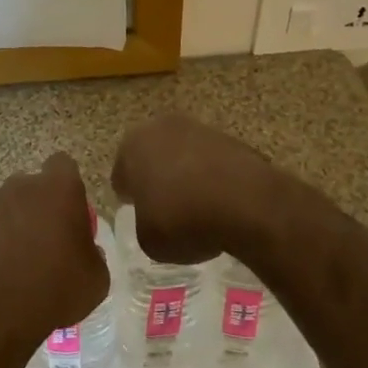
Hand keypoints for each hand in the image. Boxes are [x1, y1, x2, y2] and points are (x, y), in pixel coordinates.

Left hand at [0, 152, 108, 356]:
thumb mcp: (97, 276)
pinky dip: (1, 243)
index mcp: (58, 188)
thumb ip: (93, 252)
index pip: (64, 164)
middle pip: (36, 185)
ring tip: (29, 261)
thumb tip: (83, 249)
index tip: (74, 210)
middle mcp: (22, 187)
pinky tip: (9, 272)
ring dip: (21, 224)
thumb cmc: (57, 287)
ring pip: (13, 206)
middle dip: (44, 204)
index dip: (69, 184)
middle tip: (54, 238)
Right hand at [111, 114, 284, 264]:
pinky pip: (213, 163)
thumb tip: (155, 220)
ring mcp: (200, 129)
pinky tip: (223, 204)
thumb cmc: (182, 220)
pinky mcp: (232, 139)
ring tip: (199, 210)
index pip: (122, 175)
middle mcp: (161, 127)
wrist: (246, 204)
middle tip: (167, 211)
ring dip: (187, 176)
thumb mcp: (148, 240)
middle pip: (153, 157)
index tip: (142, 217)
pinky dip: (214, 179)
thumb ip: (144, 224)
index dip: (130, 198)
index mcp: (132, 145)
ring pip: (184, 156)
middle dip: (158, 179)